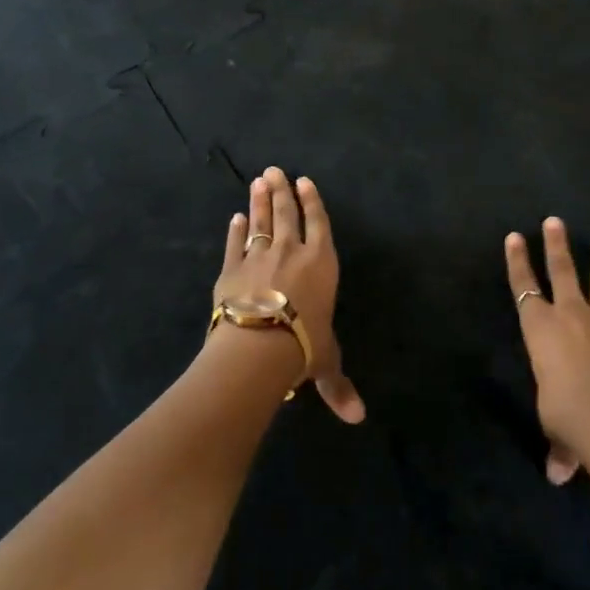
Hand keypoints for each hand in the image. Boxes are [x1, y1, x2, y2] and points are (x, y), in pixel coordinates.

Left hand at [211, 167, 365, 423]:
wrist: (259, 345)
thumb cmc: (303, 347)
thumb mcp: (325, 363)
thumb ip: (338, 385)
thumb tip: (358, 418)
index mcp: (320, 263)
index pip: (319, 224)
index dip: (313, 201)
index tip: (305, 181)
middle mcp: (291, 252)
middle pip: (286, 214)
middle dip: (282, 191)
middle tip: (275, 170)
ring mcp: (259, 257)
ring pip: (260, 221)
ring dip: (259, 200)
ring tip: (258, 180)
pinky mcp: (231, 269)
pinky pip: (234, 244)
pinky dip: (235, 231)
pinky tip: (234, 218)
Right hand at [506, 217, 589, 484]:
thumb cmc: (565, 413)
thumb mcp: (555, 428)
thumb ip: (560, 446)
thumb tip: (558, 476)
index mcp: (539, 328)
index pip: (522, 287)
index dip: (516, 261)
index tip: (513, 236)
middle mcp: (570, 316)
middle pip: (561, 271)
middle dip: (556, 245)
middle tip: (555, 221)